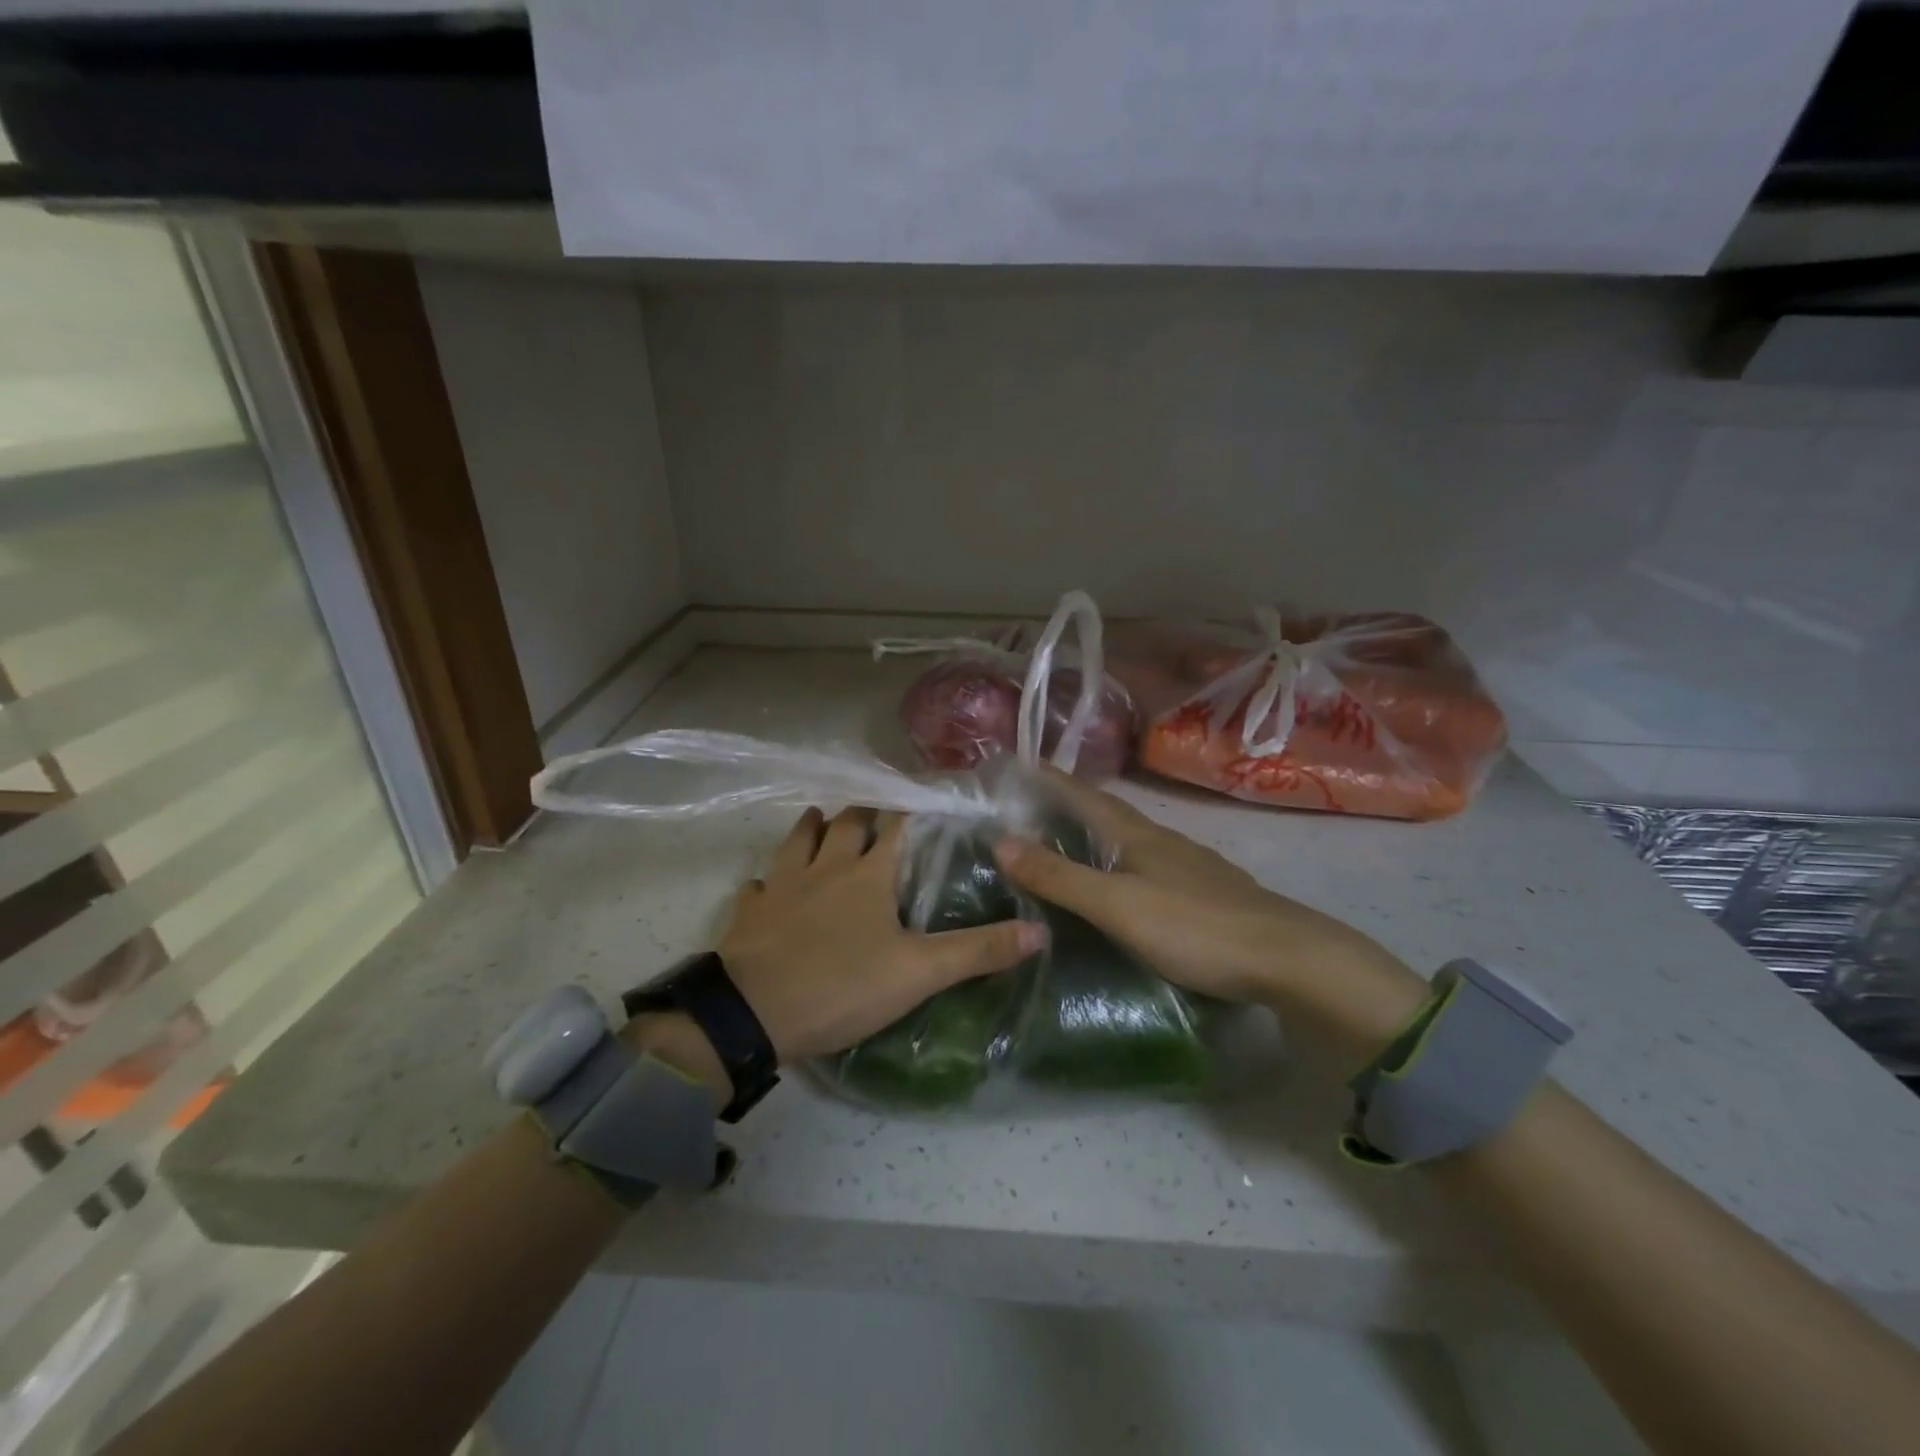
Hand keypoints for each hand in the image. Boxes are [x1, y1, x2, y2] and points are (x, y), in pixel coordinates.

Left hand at [713, 806, 1043, 1063]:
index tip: (927, 800)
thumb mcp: (919, 973)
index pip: (897, 825)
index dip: (913, 810)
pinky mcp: (749, 912)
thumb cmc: (841, 986)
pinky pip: (758, 885)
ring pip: (797, 841)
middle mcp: (825, 866)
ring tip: (821, 821)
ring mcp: (782, 886)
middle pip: (845, 823)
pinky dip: (768, 881)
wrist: (751, 1014)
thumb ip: (978, 951)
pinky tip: (769, 887)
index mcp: (868, 874)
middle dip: (862, 813)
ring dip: (811, 828)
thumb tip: (1040, 931)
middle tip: (876, 814)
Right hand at [995, 771, 1428, 1059]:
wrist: (1289, 960)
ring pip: (1129, 841)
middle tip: (1024, 814)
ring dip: (1093, 838)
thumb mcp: (1118, 905)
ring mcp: (1189, 866)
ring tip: (1062, 847)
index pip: (1083, 794)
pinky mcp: (1206, 893)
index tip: (1015, 768)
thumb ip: (1061, 877)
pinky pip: (1148, 867)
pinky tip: (1119, 886)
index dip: (1049, 780)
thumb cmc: (1195, 927)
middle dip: (1066, 808)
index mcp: (1138, 834)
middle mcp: (1163, 840)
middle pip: (1106, 814)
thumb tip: (1000, 840)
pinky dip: (1120, 866)